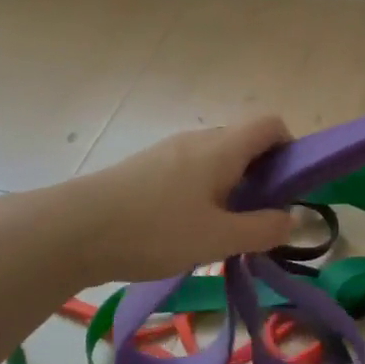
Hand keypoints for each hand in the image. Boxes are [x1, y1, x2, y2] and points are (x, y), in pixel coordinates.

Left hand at [52, 116, 296, 282]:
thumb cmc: (154, 230)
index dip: (290, 148)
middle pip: (244, 142)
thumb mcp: (217, 239)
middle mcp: (198, 140)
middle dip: (262, 174)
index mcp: (222, 148)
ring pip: (216, 158)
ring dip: (232, 185)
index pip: (271, 124)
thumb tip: (293, 220)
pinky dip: (203, 190)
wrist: (71, 230)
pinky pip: (190, 169)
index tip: (290, 187)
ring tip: (222, 228)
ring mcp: (168, 151)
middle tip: (259, 217)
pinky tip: (186, 227)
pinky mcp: (145, 168)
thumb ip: (262, 229)